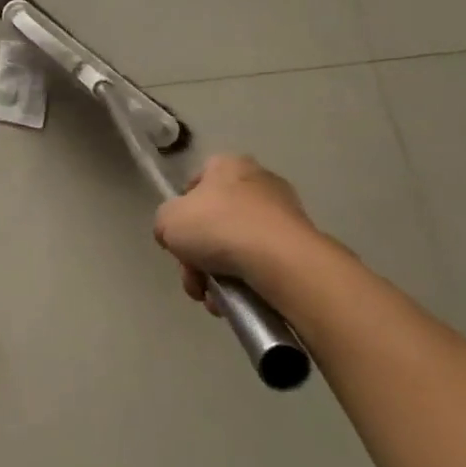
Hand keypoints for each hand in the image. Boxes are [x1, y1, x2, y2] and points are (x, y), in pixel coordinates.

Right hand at [153, 154, 319, 304]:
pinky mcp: (300, 246)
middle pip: (216, 221)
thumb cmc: (218, 227)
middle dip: (199, 255)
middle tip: (193, 277)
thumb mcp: (167, 220)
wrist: (279, 260)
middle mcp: (259, 182)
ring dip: (218, 275)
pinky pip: (261, 265)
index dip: (183, 210)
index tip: (179, 237)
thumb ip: (165, 224)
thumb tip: (176, 236)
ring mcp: (284, 215)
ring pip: (237, 248)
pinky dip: (245, 283)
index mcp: (228, 166)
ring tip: (214, 298)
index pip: (198, 182)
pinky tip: (236, 301)